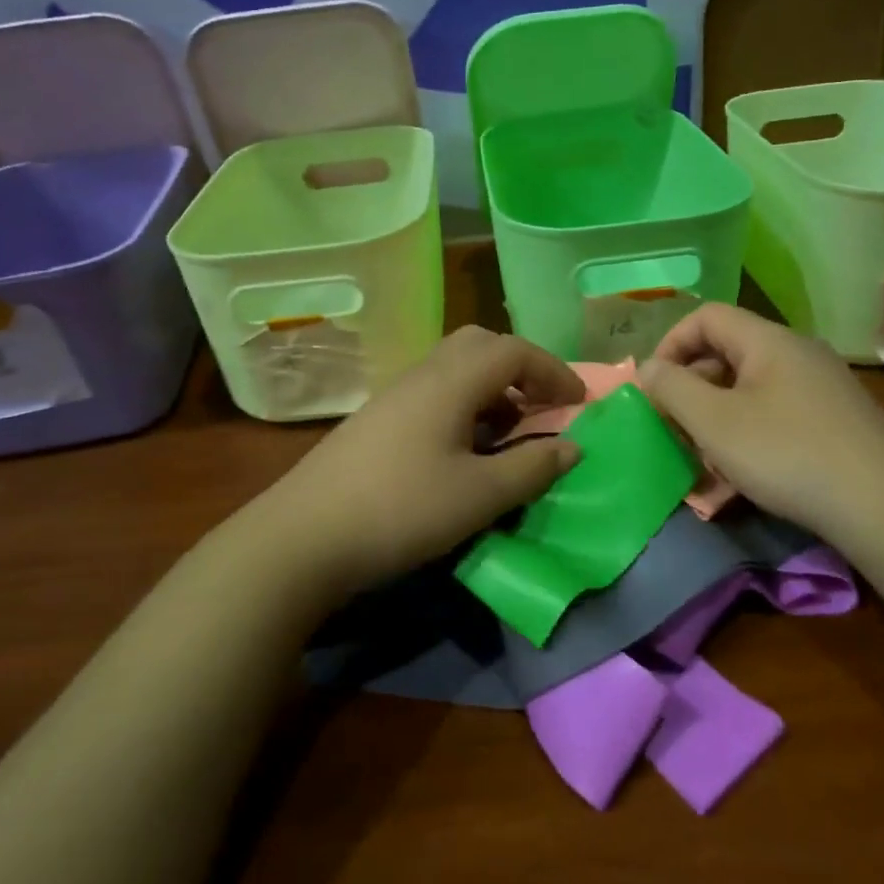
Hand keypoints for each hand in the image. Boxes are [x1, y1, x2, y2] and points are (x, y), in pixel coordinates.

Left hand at [259, 326, 585, 594]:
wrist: (303, 537)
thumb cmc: (402, 510)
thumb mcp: (480, 495)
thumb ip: (532, 468)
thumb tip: (572, 446)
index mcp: (451, 380)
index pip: (515, 351)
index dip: (554, 370)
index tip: (580, 402)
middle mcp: (423, 374)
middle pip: (481, 345)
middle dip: (521, 369)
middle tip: (542, 407)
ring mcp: (395, 395)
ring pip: (455, 369)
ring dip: (492, 389)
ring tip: (509, 434)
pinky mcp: (377, 420)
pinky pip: (434, 393)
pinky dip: (465, 407)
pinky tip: (464, 451)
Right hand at [638, 303, 883, 536]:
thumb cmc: (787, 454)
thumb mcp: (715, 422)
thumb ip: (672, 389)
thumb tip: (648, 368)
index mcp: (768, 341)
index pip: (706, 316)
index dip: (671, 344)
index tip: (654, 387)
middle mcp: (796, 354)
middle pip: (727, 355)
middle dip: (691, 391)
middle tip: (673, 429)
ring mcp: (820, 389)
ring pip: (749, 392)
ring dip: (716, 423)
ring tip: (702, 464)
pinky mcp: (834, 423)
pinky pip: (775, 417)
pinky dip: (748, 440)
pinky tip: (738, 483)